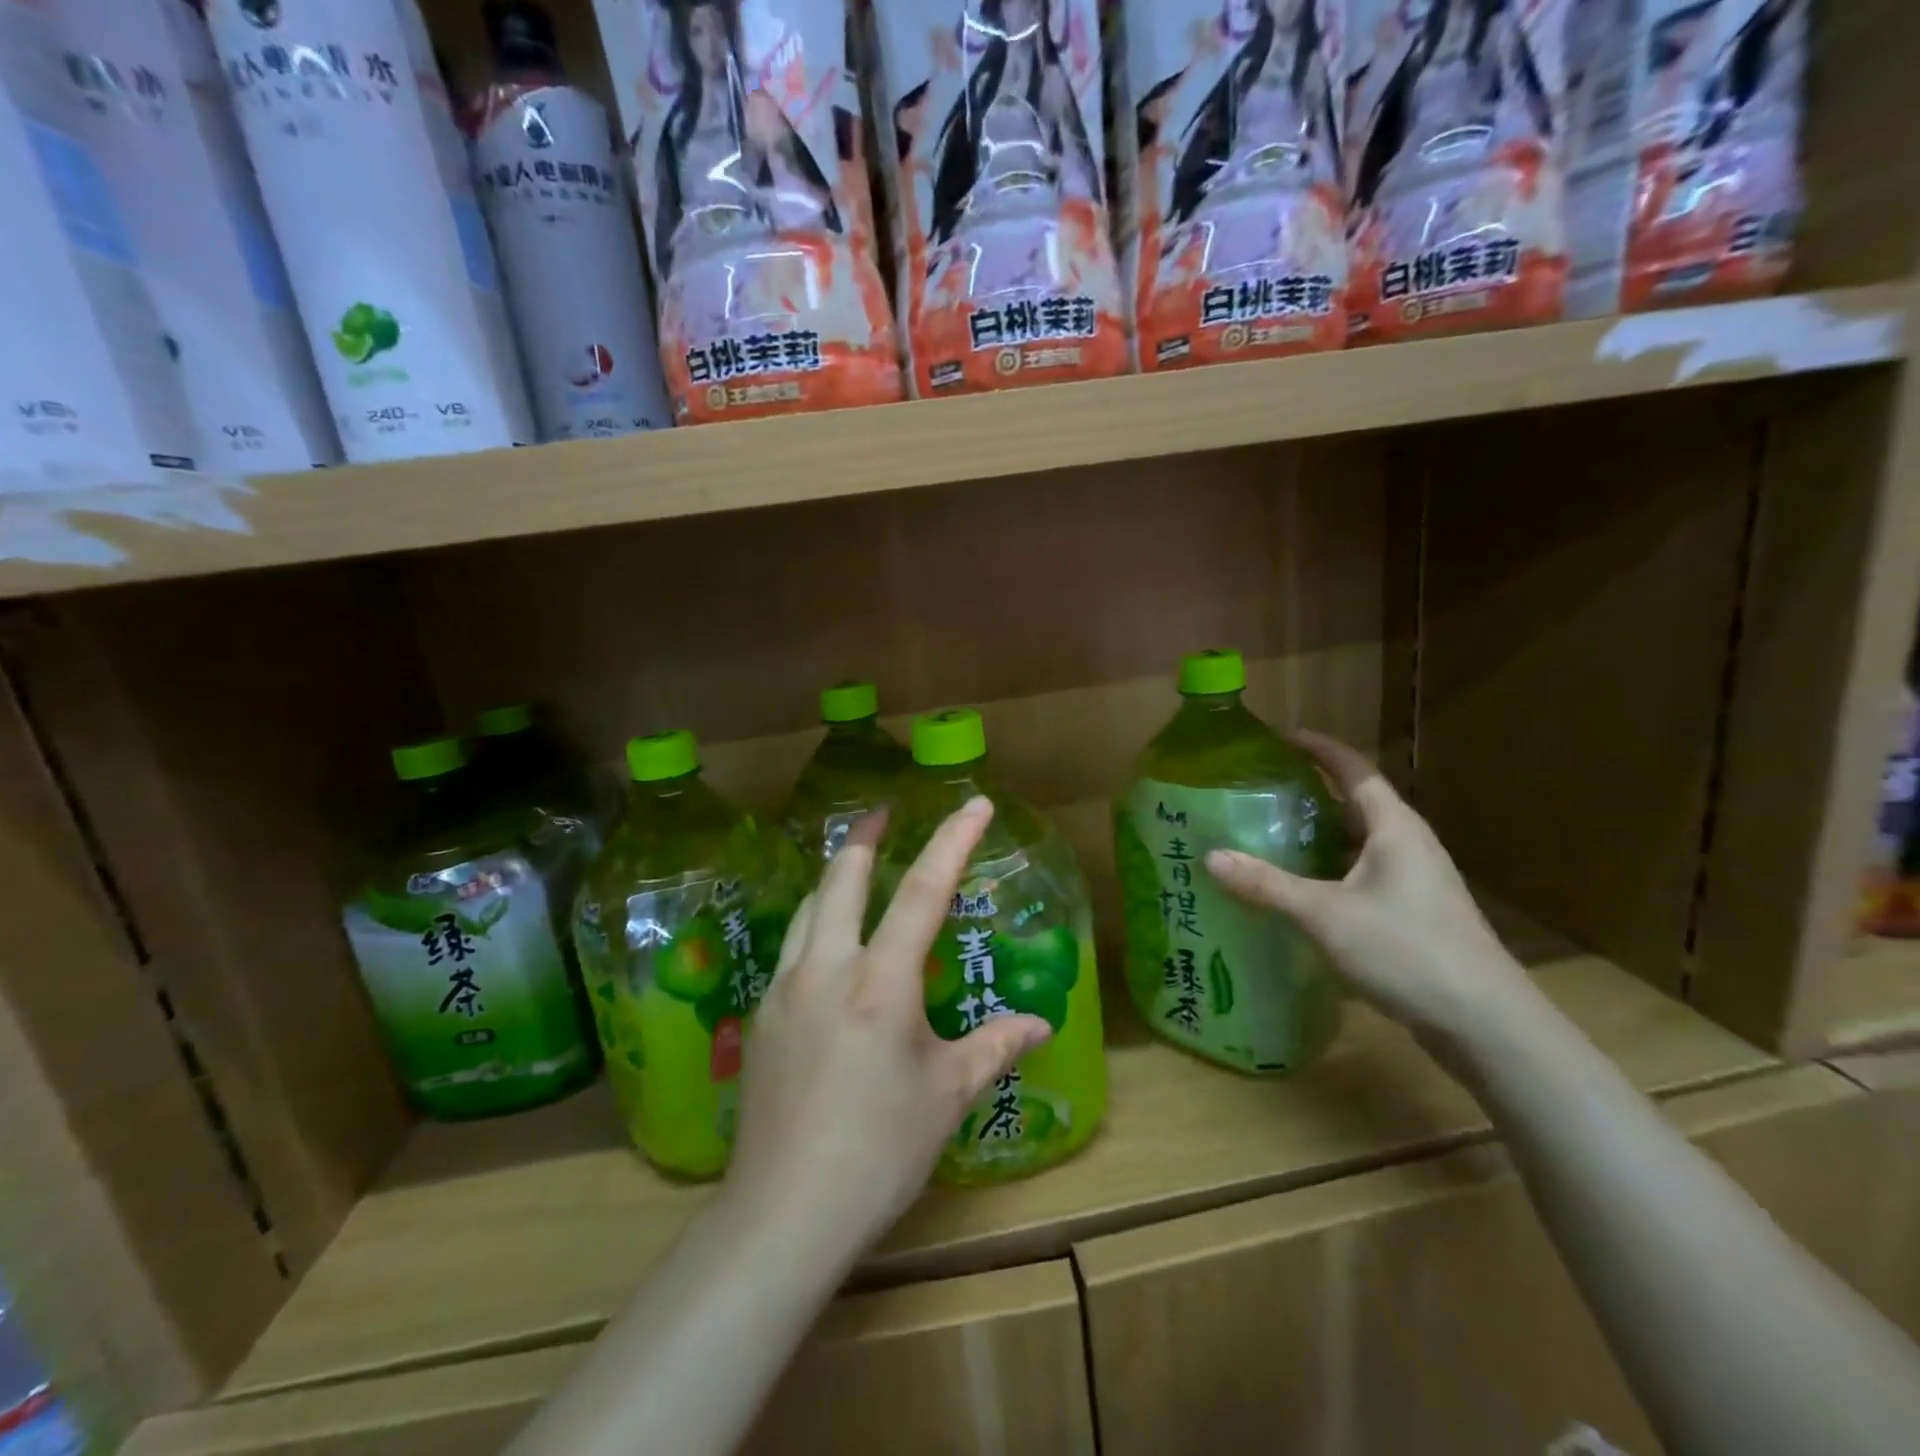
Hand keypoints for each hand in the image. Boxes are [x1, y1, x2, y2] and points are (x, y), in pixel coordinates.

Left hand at [729, 801, 1051, 1251]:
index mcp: (881, 983)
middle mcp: (827, 970)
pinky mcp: (760, 1018)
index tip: (974, 804)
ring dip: (834, 877)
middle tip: (882, 815)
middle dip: (864, 837)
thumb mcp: (948, 1096)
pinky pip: (791, 949)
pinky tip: (826, 948)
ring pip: (808, 908)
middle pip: (842, 878)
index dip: (952, 841)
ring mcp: (785, 990)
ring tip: (853, 866)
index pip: (923, 891)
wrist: (784, 1213)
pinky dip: (815, 925)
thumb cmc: (879, 1151)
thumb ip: (994, 1047)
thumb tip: (1040, 1023)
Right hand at [1204, 731, 1538, 1045]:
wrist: (1486, 1024)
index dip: (1319, 748)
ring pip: (1359, 843)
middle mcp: (1409, 845)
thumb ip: (1267, 886)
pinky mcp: (1415, 913)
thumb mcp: (1326, 915)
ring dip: (1318, 836)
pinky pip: (1363, 875)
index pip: (1354, 769)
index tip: (1280, 737)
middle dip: (1310, 793)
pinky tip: (1301, 891)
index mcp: (1395, 828)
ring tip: (1270, 837)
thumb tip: (1210, 857)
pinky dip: (1329, 871)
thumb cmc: (1407, 951)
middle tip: (1261, 792)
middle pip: (1355, 804)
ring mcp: (1416, 881)